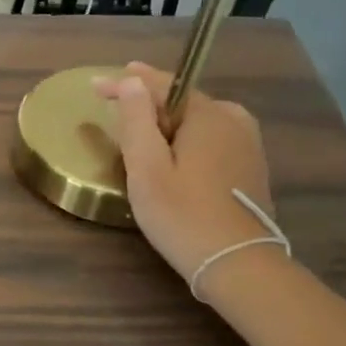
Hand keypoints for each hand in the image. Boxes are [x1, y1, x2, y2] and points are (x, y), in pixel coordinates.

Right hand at [94, 64, 281, 286]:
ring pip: (198, 121)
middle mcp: (234, 120)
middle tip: (114, 110)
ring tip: (139, 132)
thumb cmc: (183, 215)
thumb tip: (131, 81)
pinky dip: (186, 140)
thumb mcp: (147, 168)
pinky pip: (210, 139)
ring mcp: (247, 144)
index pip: (161, 85)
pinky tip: (172, 157)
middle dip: (147, 102)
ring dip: (167, 122)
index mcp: (208, 115)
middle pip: (181, 101)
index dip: (125, 84)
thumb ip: (137, 120)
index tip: (94, 87)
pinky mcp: (250, 167)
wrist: (237, 263)